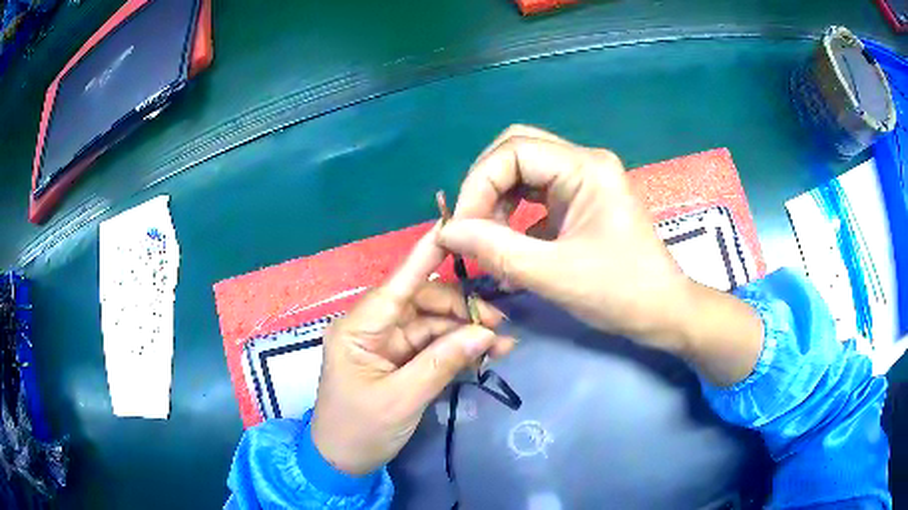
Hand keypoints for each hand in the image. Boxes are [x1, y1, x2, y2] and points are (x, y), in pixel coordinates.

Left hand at [311, 226, 514, 475]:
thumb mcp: (402, 399)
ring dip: (465, 332)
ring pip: (432, 324)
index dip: (426, 255)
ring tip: (502, 344)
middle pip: (423, 303)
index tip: (454, 228)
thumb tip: (485, 333)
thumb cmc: (360, 430)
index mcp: (359, 328)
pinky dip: (457, 349)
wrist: (342, 463)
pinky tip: (485, 354)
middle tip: (499, 325)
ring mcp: (387, 344)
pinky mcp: (399, 361)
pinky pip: (432, 346)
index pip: (398, 283)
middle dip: (461, 310)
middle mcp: (373, 327)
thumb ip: (443, 363)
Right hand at [438, 125, 693, 350]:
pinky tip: (509, 246)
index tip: (461, 229)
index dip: (478, 185)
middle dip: (485, 186)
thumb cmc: (620, 293)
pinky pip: (536, 194)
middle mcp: (584, 163)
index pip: (513, 151)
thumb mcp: (553, 274)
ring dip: (497, 201)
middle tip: (471, 226)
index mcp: (586, 168)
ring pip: (524, 171)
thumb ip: (496, 250)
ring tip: (488, 241)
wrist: (662, 312)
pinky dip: (514, 215)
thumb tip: (446, 232)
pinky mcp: (581, 202)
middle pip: (516, 150)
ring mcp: (584, 181)